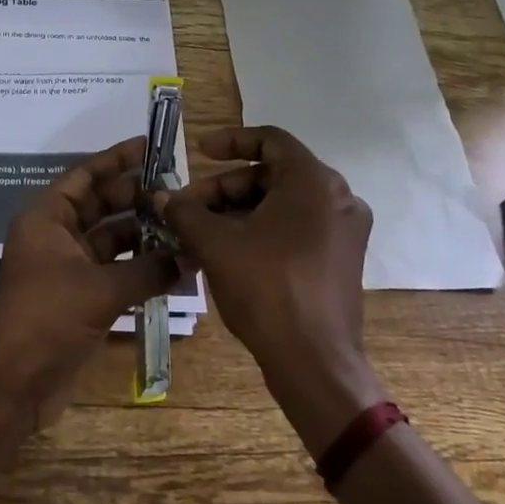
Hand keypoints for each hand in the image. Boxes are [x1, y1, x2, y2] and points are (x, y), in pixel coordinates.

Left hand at [0, 136, 182, 423]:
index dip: (116, 159)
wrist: (13, 382)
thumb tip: (191, 256)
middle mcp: (56, 236)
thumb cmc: (47, 318)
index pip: (85, 176)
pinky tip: (175, 265)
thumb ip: (148, 269)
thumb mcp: (100, 289)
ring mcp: (68, 268)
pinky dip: (141, 267)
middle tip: (179, 191)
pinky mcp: (80, 297)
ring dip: (144, 234)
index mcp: (47, 218)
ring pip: (111, 239)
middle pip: (101, 205)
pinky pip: (115, 270)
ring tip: (185, 226)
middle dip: (137, 197)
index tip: (151, 147)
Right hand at [152, 126, 384, 454]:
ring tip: (198, 235)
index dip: (230, 141)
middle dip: (225, 188)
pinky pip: (296, 228)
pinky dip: (261, 231)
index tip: (199, 152)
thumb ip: (185, 212)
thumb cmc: (267, 289)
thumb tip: (161, 197)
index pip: (269, 139)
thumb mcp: (215, 245)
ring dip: (238, 213)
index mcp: (313, 181)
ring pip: (282, 205)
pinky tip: (226, 253)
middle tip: (188, 209)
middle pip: (272, 175)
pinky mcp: (342, 259)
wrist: (315, 364)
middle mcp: (338, 197)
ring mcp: (344, 230)